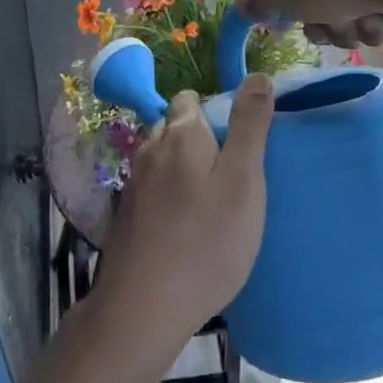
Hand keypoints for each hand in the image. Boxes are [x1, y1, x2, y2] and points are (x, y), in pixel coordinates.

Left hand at [98, 78, 274, 344]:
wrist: (144, 307)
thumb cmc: (206, 242)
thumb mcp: (243, 180)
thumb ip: (249, 125)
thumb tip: (258, 75)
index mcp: (179, 133)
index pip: (192, 99)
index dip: (217, 113)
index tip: (239, 145)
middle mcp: (149, 148)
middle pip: (175, 128)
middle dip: (201, 142)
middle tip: (232, 179)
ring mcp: (132, 183)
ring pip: (163, 161)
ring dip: (185, 172)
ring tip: (212, 206)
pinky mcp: (125, 215)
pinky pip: (153, 191)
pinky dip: (170, 199)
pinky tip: (186, 229)